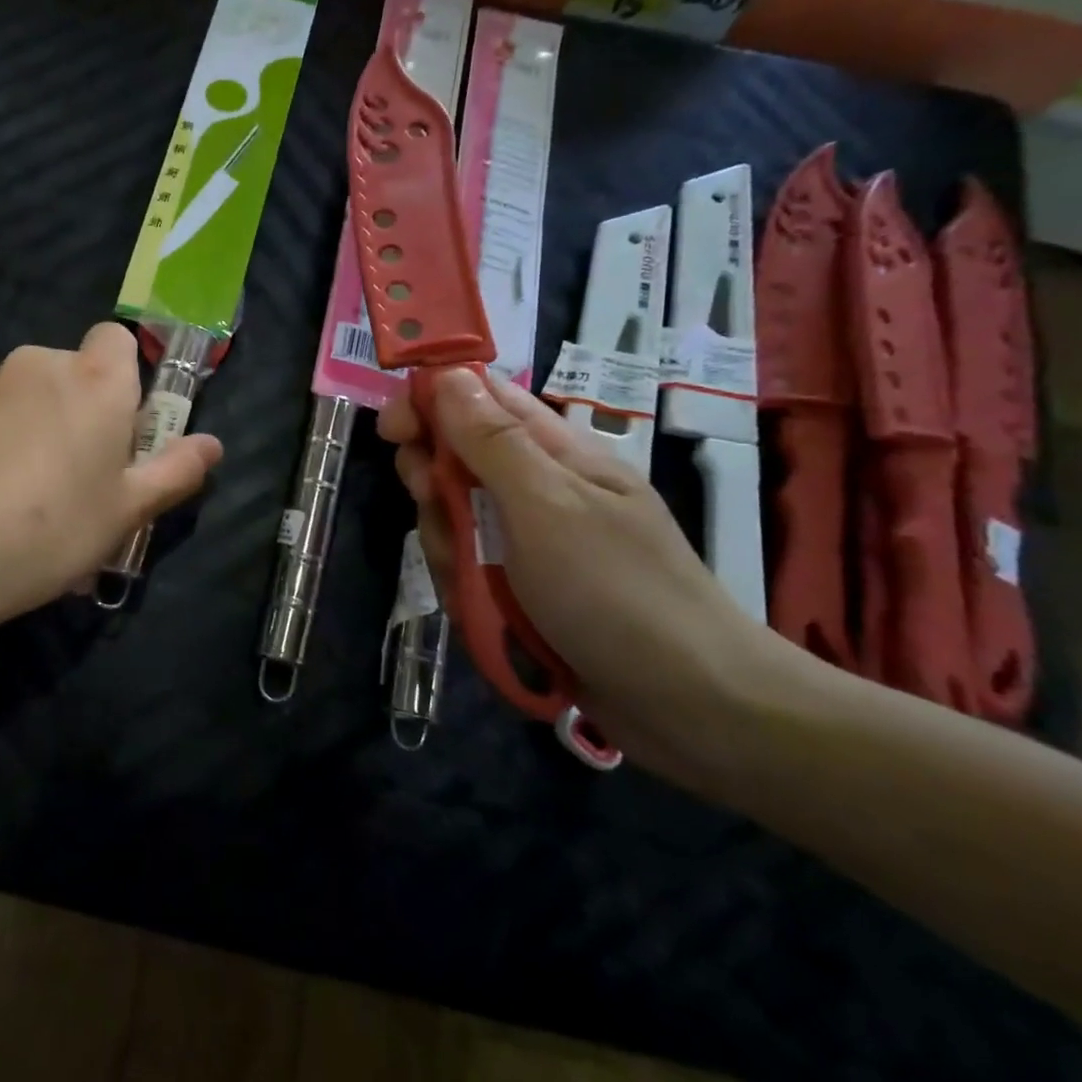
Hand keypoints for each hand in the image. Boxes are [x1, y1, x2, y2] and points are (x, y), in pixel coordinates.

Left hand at [0, 323, 217, 664]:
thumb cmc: (48, 531)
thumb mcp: (126, 512)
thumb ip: (174, 471)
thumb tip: (212, 445)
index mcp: (95, 379)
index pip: (119, 339)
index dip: (128, 382)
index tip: (125, 436)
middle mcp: (41, 364)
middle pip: (77, 373)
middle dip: (87, 415)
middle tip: (86, 484)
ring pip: (33, 398)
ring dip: (44, 431)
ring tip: (35, 504)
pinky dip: (4, 443)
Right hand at [379, 368, 789, 785]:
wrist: (687, 706)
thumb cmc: (617, 591)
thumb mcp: (547, 506)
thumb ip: (492, 442)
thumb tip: (447, 375)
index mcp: (555, 451)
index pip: (479, 397)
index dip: (429, 400)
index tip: (394, 431)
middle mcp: (537, 487)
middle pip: (456, 459)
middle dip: (433, 483)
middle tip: (435, 506)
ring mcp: (528, 541)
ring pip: (454, 519)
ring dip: (447, 545)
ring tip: (471, 582)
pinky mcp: (520, 587)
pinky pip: (468, 568)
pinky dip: (463, 587)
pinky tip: (482, 613)